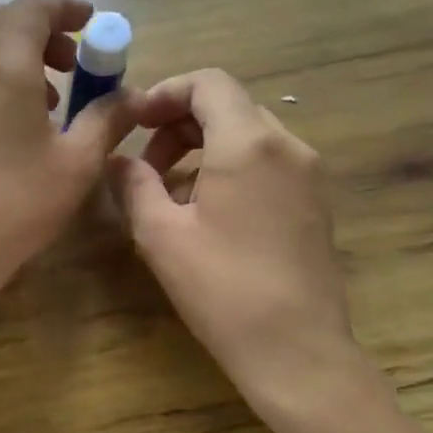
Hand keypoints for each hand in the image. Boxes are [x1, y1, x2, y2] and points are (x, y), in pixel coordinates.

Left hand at [0, 0, 137, 306]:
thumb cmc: (19, 202)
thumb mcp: (78, 162)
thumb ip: (108, 119)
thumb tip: (133, 97)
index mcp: (5, 68)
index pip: (31, 8)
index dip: (65, 7)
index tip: (91, 23)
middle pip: (1, 19)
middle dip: (40, 26)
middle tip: (72, 60)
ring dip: (19, 51)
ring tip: (52, 94)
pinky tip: (23, 117)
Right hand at [107, 69, 360, 403]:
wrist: (296, 349)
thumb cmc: (221, 288)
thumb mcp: (160, 234)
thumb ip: (133, 184)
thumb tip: (117, 161)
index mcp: (248, 143)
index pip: (208, 83)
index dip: (165, 92)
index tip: (134, 122)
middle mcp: (287, 146)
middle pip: (228, 106)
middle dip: (179, 124)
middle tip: (145, 165)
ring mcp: (308, 174)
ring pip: (248, 134)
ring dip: (202, 147)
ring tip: (169, 193)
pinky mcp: (315, 202)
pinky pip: (267, 162)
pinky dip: (229, 167)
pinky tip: (206, 212)